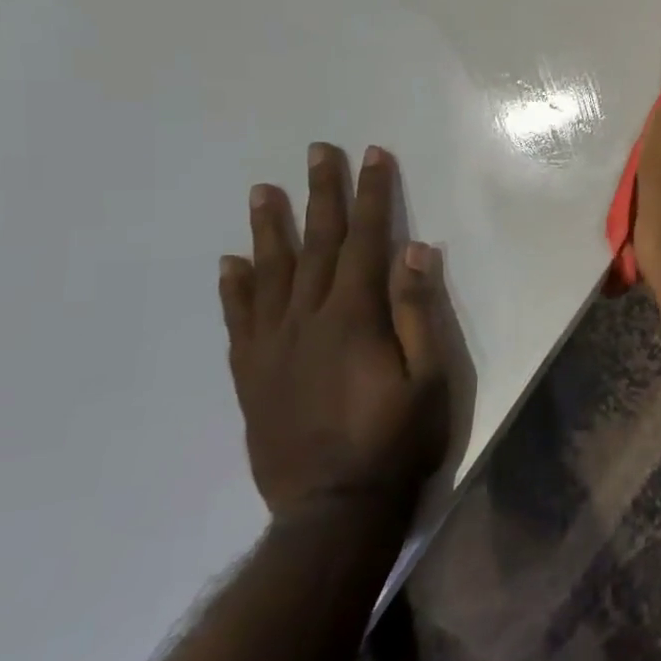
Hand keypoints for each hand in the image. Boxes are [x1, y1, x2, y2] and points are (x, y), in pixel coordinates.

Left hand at [218, 143, 448, 526]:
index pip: (364, 241)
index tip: (373, 156)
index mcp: (354, 318)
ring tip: (263, 190)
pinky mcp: (251, 375)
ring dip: (269, 229)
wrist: (332, 509)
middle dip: (321, 194)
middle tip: (318, 151)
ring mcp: (272, 347)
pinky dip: (234, 288)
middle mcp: (307, 320)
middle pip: (315, 245)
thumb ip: (418, 312)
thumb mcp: (430, 377)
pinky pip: (238, 321)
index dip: (372, 196)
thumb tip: (415, 250)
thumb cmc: (397, 440)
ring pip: (269, 274)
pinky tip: (231, 263)